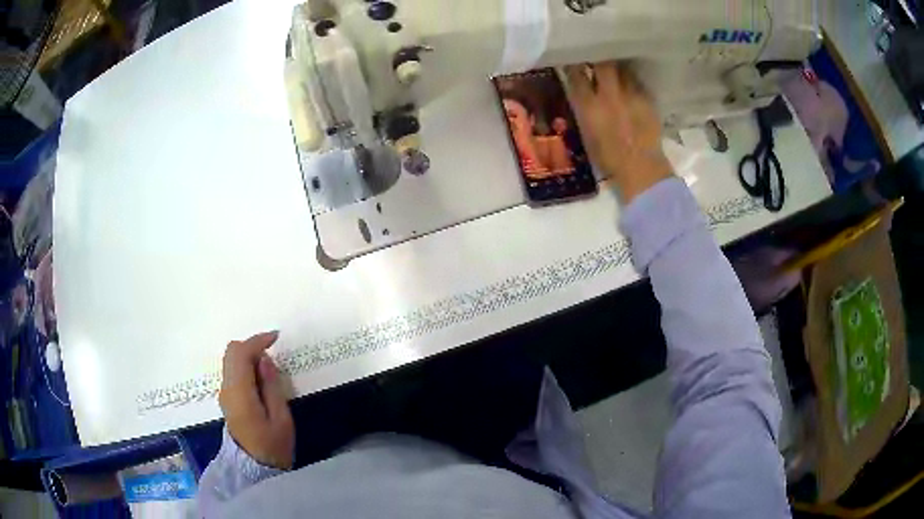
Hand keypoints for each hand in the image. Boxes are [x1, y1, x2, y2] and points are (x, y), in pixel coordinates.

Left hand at [219, 331, 294, 469]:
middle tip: (272, 352)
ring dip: (248, 355)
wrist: (254, 469)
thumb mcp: (281, 419)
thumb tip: (264, 360)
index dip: (257, 341)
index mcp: (240, 394)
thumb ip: (271, 387)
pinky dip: (245, 366)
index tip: (276, 338)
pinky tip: (260, 378)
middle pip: (231, 352)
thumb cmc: (273, 447)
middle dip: (251, 345)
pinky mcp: (227, 399)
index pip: (241, 354)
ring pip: (230, 360)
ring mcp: (224, 394)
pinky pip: (233, 372)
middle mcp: (227, 389)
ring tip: (269, 367)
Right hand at [565, 62, 672, 203]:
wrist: (641, 168)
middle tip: (596, 59)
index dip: (573, 66)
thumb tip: (581, 94)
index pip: (577, 76)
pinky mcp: (647, 101)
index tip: (572, 62)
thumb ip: (583, 110)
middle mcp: (609, 96)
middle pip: (602, 65)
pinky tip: (630, 87)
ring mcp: (630, 96)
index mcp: (590, 107)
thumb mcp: (587, 134)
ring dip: (617, 68)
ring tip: (615, 69)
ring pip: (622, 70)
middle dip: (598, 59)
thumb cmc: (609, 158)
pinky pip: (637, 83)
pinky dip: (632, 82)